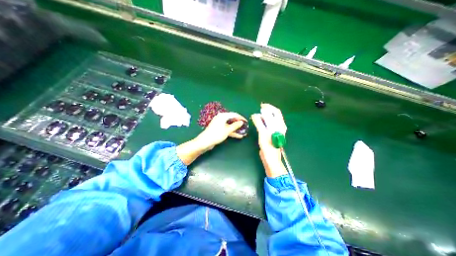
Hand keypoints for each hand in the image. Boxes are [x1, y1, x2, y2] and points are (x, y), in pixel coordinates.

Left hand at [195, 113, 247, 150]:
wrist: (205, 141)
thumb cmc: (217, 134)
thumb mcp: (227, 130)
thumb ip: (235, 125)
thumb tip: (241, 122)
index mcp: (223, 116)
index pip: (234, 114)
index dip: (241, 118)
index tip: (246, 121)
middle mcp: (221, 118)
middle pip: (232, 119)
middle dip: (239, 123)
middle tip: (245, 126)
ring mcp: (219, 124)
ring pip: (230, 125)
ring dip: (236, 128)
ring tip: (243, 132)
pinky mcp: (218, 129)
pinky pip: (227, 128)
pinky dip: (232, 131)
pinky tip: (238, 136)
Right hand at [251, 104, 285, 177]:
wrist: (270, 158)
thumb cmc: (268, 146)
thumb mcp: (263, 133)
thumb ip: (259, 123)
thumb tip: (255, 115)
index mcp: (279, 125)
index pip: (275, 112)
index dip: (269, 107)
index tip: (261, 106)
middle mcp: (279, 126)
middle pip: (274, 114)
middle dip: (267, 110)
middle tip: (259, 109)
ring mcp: (276, 130)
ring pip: (271, 119)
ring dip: (265, 115)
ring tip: (257, 115)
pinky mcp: (272, 134)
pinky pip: (268, 124)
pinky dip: (264, 121)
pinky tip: (259, 122)